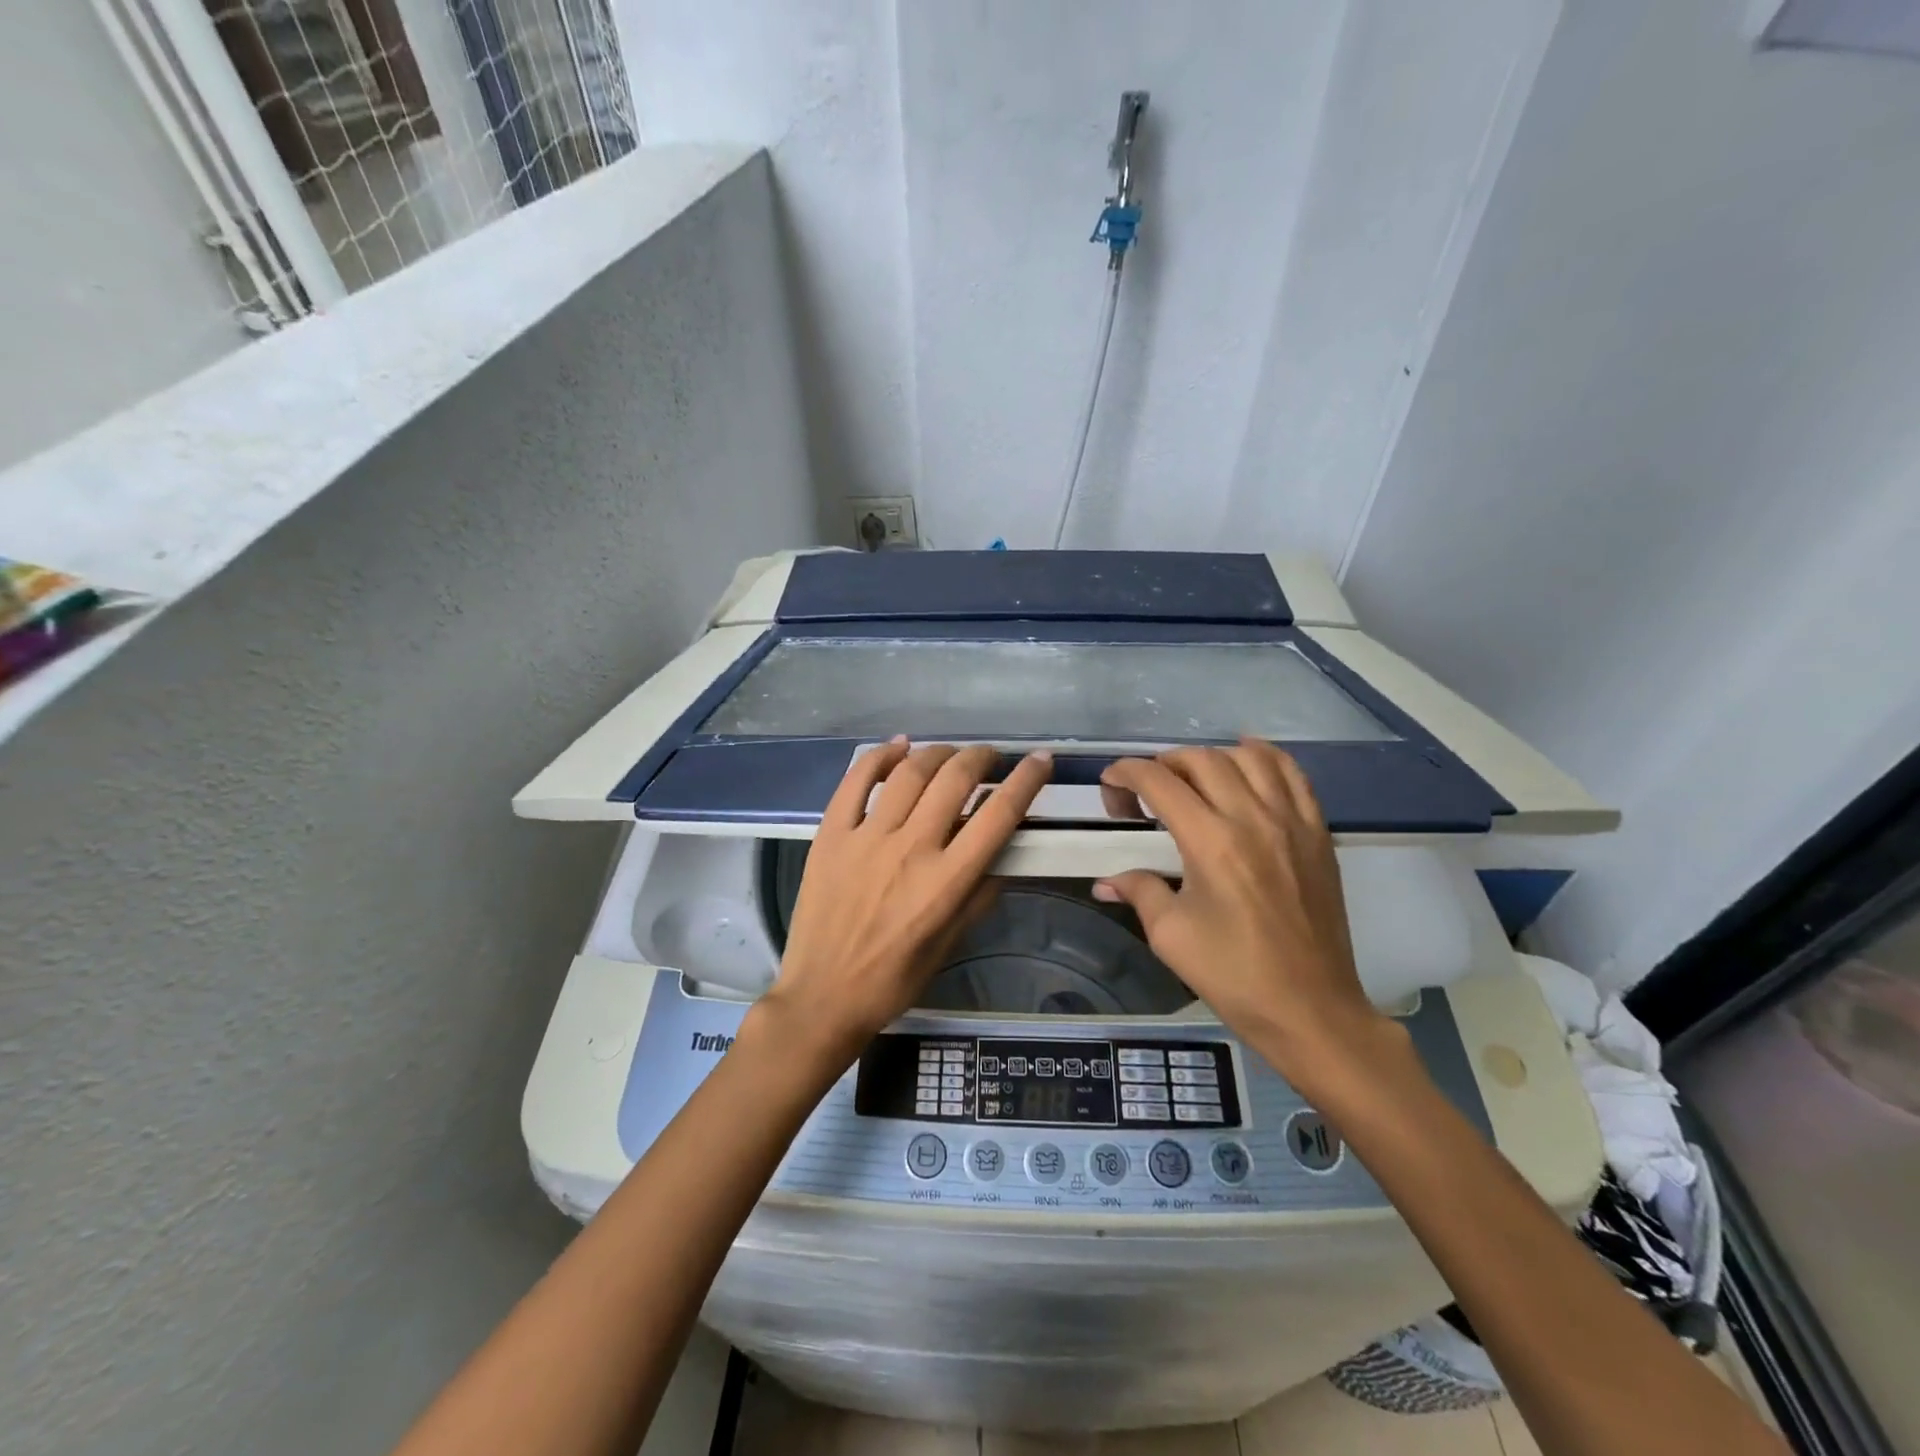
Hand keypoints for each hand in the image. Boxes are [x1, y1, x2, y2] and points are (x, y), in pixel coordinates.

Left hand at [763, 740, 1053, 1059]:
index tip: (1039, 761)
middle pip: (954, 779)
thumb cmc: (894, 980)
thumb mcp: (950, 944)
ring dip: (938, 753)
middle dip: (981, 758)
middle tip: (989, 758)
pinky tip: (899, 746)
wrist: (823, 996)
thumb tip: (1006, 855)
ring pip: (909, 772)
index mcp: (946, 881)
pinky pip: (856, 781)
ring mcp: (866, 837)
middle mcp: (910, 849)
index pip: (998, 815)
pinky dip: (880, 756)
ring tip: (950, 755)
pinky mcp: (831, 834)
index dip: (1026, 781)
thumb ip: (981, 895)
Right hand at [1095, 740, 1399, 1093]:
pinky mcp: (1318, 831)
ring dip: (1211, 757)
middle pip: (1201, 759)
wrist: (1311, 1008)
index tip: (1110, 785)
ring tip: (1193, 780)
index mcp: (1211, 843)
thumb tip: (1104, 881)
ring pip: (1248, 756)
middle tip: (1147, 793)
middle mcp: (1253, 818)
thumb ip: (1138, 890)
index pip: (1159, 781)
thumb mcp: (1170, 935)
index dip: (1126, 773)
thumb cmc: (1233, 975)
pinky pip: (1292, 773)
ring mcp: (1292, 821)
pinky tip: (1246, 760)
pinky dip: (1264, 756)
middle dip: (1163, 764)